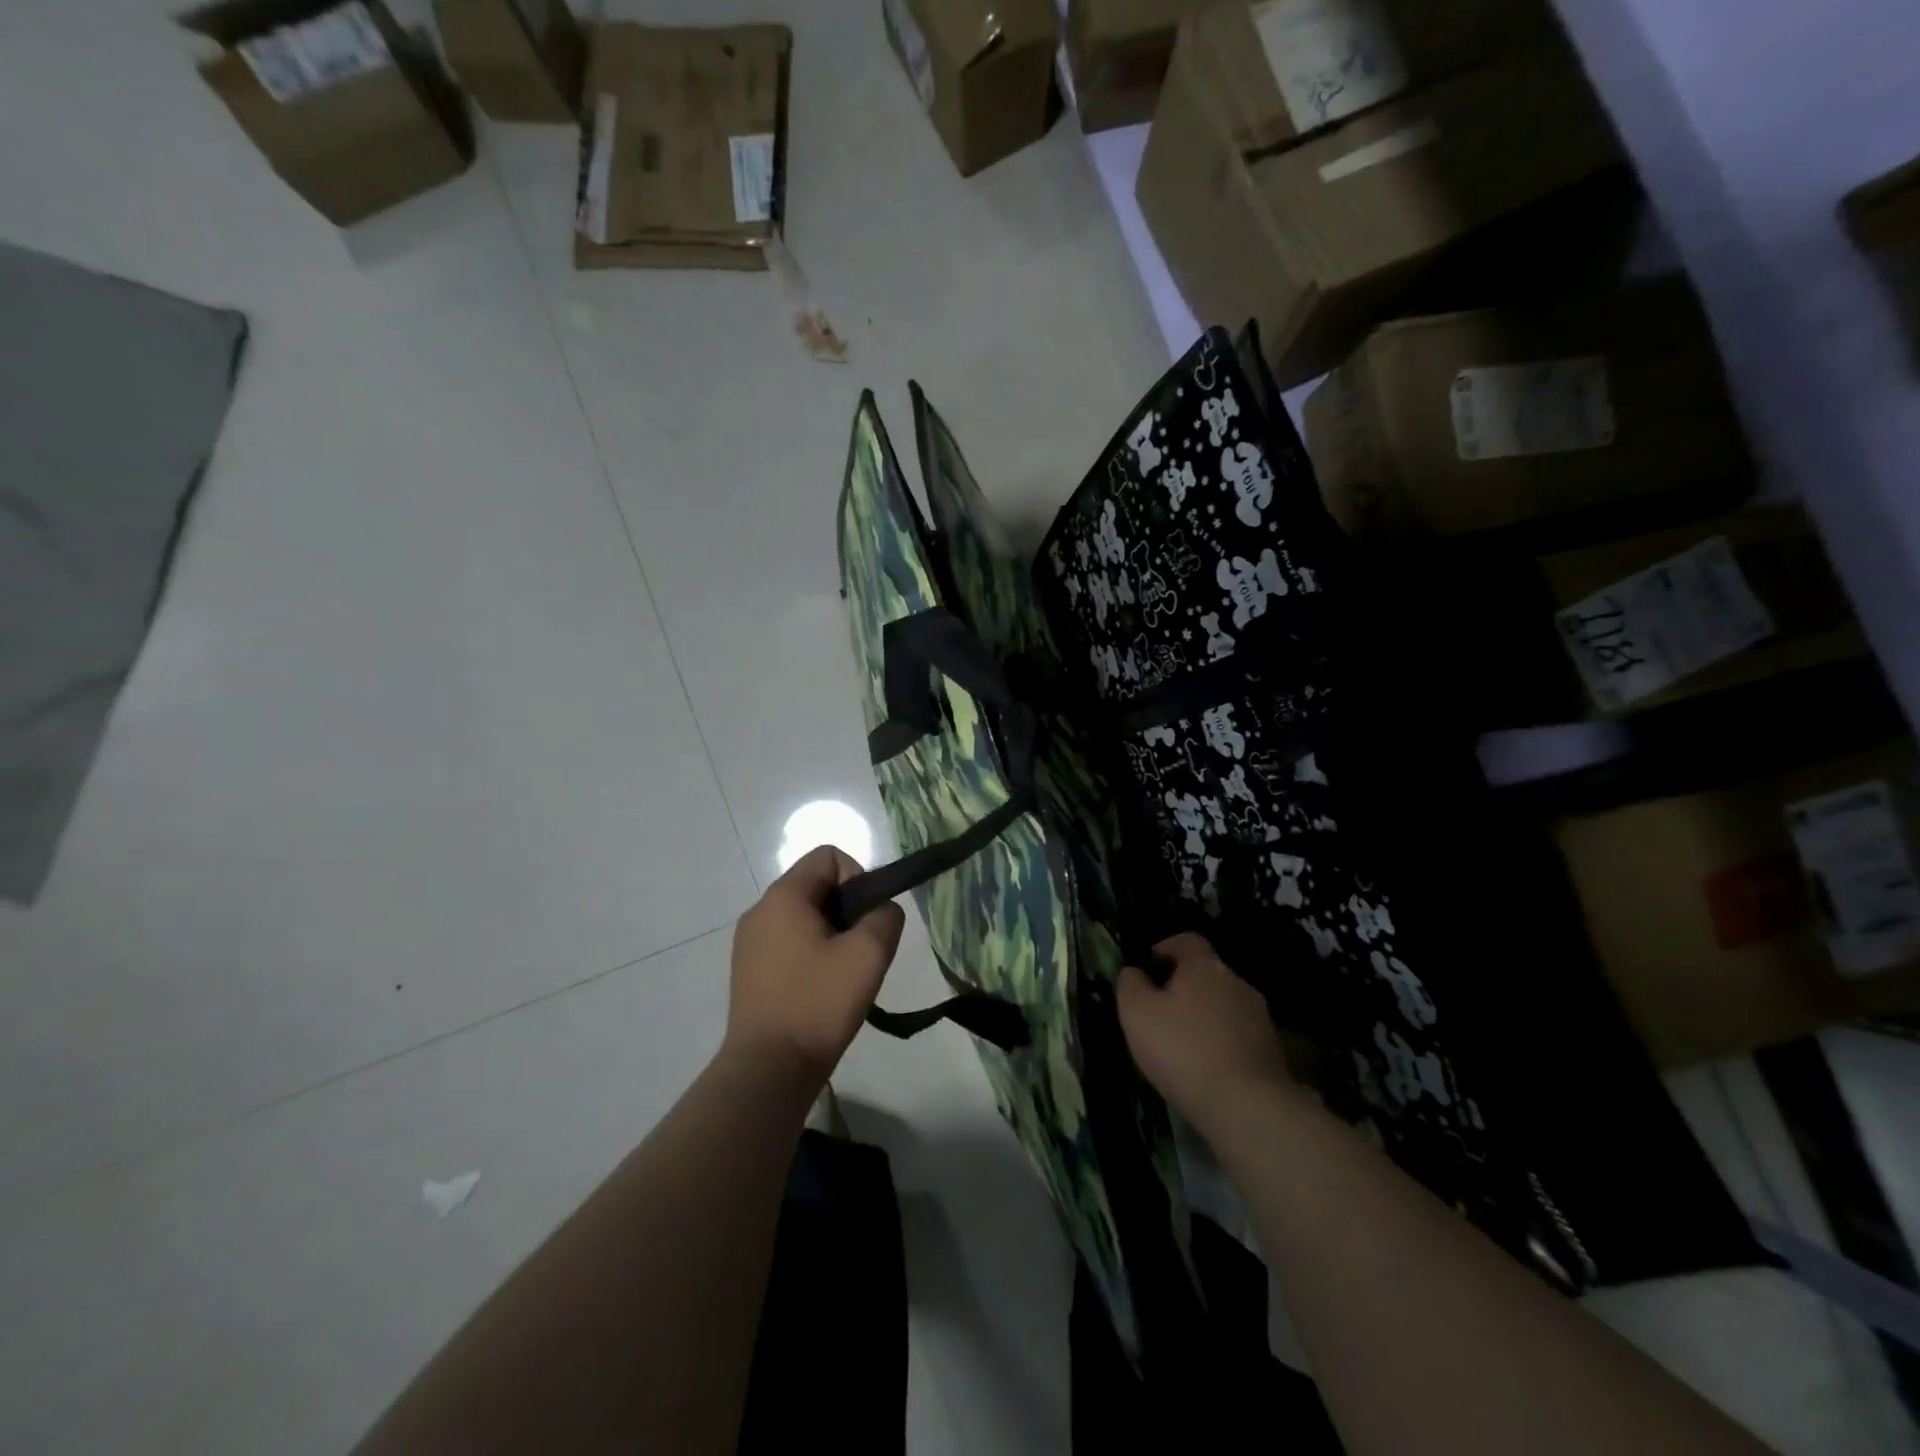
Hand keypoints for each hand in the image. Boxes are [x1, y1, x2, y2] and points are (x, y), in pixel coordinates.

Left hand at [725, 845, 905, 1085]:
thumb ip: (885, 917)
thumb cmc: (818, 1003)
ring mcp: (749, 942)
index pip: (829, 855)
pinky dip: (811, 955)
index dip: (858, 877)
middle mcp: (760, 910)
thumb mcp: (868, 954)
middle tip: (861, 951)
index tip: (867, 919)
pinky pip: (788, 943)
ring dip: (831, 935)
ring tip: (843, 975)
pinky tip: (821, 991)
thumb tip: (881, 910)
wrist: (768, 1069)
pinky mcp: (749, 971)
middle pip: (816, 886)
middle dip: (847, 910)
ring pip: (804, 917)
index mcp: (783, 896)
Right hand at [1118, 932, 1300, 1134]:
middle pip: (1206, 974)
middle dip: (1184, 987)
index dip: (1166, 947)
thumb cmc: (1183, 1050)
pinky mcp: (1273, 1051)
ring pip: (1223, 1006)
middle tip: (1160, 1012)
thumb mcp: (1137, 1013)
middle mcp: (1237, 983)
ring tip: (1183, 1046)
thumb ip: (1131, 985)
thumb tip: (1135, 972)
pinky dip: (1221, 1043)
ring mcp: (1260, 1018)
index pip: (1187, 940)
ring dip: (1204, 1017)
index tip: (1149, 965)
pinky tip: (1207, 1069)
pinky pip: (1238, 1036)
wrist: (1248, 1107)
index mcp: (1205, 966)